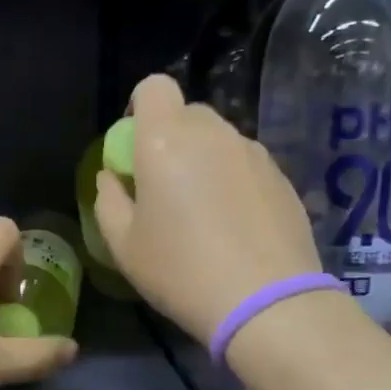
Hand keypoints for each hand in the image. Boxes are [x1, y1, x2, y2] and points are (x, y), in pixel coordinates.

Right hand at [94, 74, 321, 344]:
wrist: (267, 302)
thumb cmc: (181, 271)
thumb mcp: (123, 245)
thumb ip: (108, 200)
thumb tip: (113, 177)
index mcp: (165, 140)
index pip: (154, 87)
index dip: (140, 108)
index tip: (134, 148)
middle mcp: (213, 134)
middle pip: (187, 114)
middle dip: (170, 138)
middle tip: (164, 187)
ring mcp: (253, 153)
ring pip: (219, 140)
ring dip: (204, 160)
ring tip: (203, 212)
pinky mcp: (282, 177)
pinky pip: (245, 164)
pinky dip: (233, 180)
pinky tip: (234, 226)